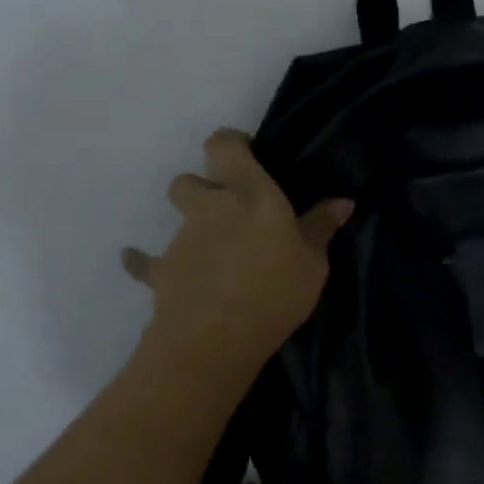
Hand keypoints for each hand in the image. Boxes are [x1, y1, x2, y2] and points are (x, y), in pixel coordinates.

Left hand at [122, 129, 351, 373]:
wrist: (215, 338)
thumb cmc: (275, 293)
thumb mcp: (313, 263)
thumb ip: (320, 228)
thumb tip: (341, 202)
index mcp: (250, 195)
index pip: (225, 146)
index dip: (230, 145)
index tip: (246, 156)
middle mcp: (211, 208)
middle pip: (191, 180)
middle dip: (204, 188)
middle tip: (228, 211)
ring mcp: (181, 239)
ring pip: (178, 218)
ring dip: (190, 226)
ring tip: (210, 251)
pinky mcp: (161, 271)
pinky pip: (145, 261)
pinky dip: (143, 261)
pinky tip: (141, 263)